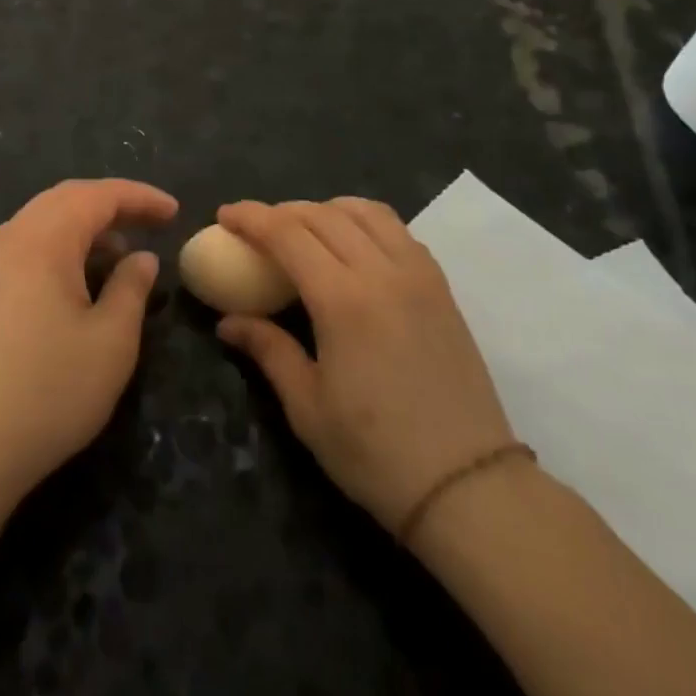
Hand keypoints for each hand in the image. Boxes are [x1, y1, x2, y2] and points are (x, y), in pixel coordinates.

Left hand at [0, 179, 175, 504]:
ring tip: (123, 256)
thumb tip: (142, 258)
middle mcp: (11, 238)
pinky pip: (29, 247)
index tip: (175, 211)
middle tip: (152, 222)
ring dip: (86, 228)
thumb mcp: (110, 342)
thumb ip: (131, 289)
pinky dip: (63, 249)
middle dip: (112, 206)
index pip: (97, 195)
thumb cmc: (48, 391)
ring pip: (45, 222)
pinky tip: (82, 282)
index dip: (140, 197)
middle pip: (66, 200)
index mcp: (42, 239)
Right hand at [215, 198, 515, 535]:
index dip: (251, 217)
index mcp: (342, 300)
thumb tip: (228, 322)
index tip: (225, 214)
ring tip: (304, 228)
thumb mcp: (307, 407)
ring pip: (366, 212)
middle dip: (282, 211)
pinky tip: (353, 245)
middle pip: (323, 215)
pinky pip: (398, 231)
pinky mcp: (441, 287)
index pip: (287, 233)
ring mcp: (418, 275)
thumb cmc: (377, 453)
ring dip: (326, 209)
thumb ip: (268, 350)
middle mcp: (381, 272)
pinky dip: (365, 222)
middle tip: (256, 227)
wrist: (470, 487)